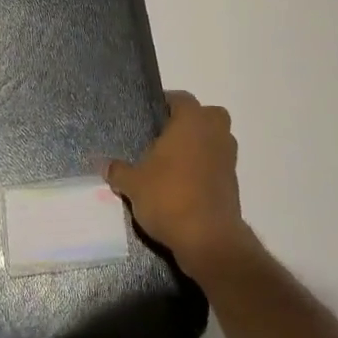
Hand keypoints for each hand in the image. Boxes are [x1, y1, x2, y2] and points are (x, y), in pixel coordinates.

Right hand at [104, 92, 250, 275]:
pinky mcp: (233, 184)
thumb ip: (118, 170)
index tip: (151, 114)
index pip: (181, 98)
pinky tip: (184, 185)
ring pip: (216, 140)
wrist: (209, 240)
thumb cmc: (169, 198)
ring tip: (173, 162)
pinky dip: (206, 169)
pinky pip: (218, 165)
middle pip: (208, 115)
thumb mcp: (133, 184)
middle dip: (191, 121)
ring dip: (201, 145)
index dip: (166, 103)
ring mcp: (228, 159)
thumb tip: (103, 164)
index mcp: (191, 122)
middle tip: (166, 136)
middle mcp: (214, 134)